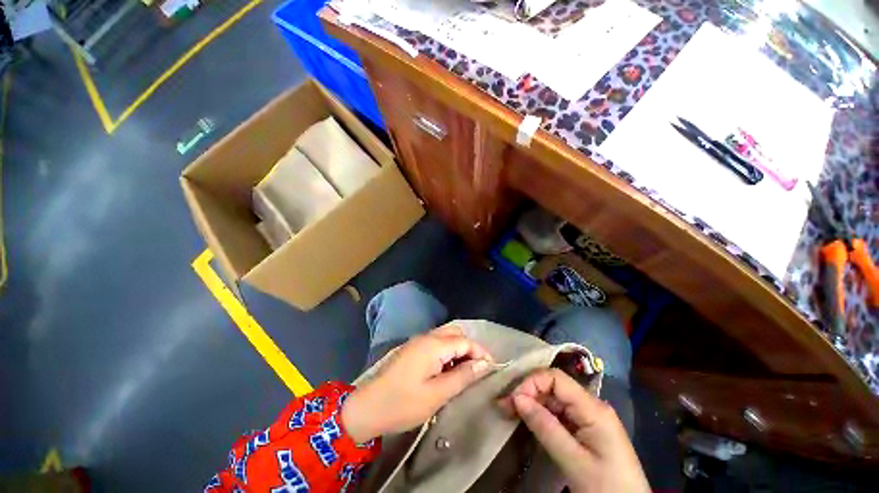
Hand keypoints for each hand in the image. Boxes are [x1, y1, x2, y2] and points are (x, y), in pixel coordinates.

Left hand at [342, 325, 493, 442]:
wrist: (367, 407)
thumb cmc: (403, 403)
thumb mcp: (437, 394)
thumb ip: (463, 376)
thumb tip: (485, 364)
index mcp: (433, 345)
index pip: (465, 341)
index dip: (481, 352)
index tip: (492, 368)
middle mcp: (427, 337)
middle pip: (456, 334)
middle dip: (470, 348)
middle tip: (477, 370)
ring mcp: (418, 342)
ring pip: (446, 337)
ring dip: (458, 350)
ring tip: (465, 372)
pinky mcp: (412, 349)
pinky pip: (436, 344)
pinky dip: (447, 352)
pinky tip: (447, 370)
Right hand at [499, 369, 648, 492]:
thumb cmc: (606, 488)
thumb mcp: (574, 461)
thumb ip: (546, 427)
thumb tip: (517, 398)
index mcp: (593, 408)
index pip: (556, 378)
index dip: (532, 382)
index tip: (514, 400)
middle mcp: (591, 406)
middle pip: (553, 386)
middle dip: (527, 392)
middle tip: (504, 406)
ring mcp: (588, 417)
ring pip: (554, 399)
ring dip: (531, 403)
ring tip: (510, 412)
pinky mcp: (585, 429)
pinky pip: (559, 413)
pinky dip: (541, 415)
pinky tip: (528, 420)